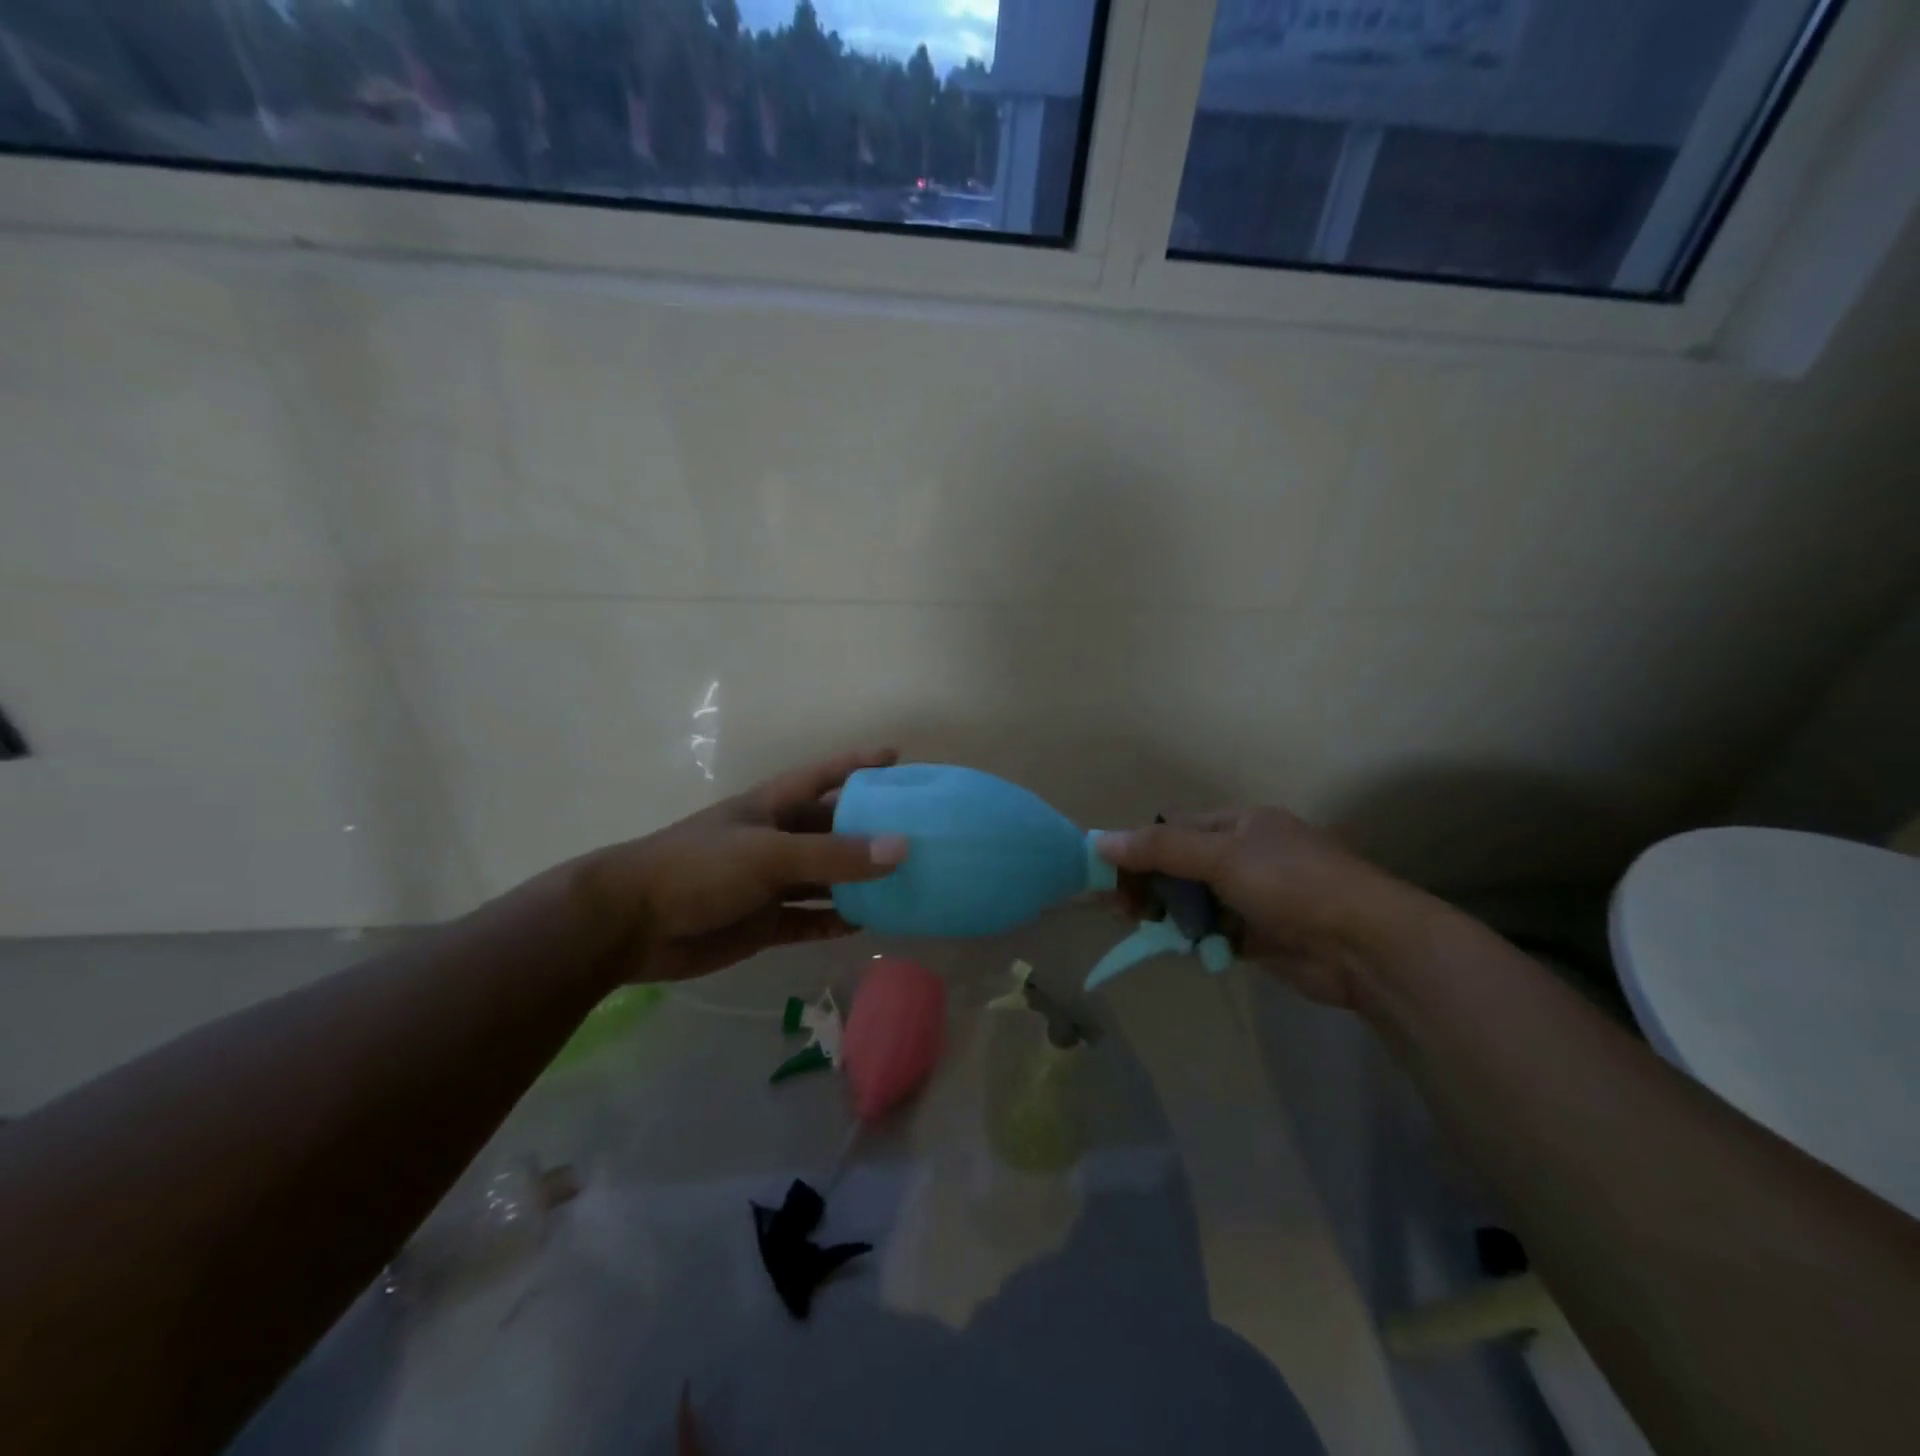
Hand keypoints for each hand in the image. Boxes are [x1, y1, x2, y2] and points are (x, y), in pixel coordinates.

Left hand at [580, 748, 909, 982]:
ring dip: (859, 881)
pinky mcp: (762, 922)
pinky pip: (809, 919)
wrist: (629, 925)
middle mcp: (776, 839)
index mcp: (773, 806)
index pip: (824, 776)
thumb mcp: (769, 853)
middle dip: (871, 830)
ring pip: (826, 878)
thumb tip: (902, 848)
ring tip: (906, 882)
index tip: (897, 758)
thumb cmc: (699, 868)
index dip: (858, 764)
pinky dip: (835, 920)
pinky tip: (868, 923)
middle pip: (832, 830)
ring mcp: (769, 883)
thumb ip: (834, 855)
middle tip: (918, 833)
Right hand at [1096, 807, 1438, 1011]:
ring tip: (1140, 926)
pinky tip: (1183, 947)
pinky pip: (1213, 933)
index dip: (1138, 848)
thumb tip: (1100, 840)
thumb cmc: (1290, 883)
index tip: (1104, 872)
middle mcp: (1245, 856)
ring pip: (1194, 903)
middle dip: (1148, 885)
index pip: (1175, 831)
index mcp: (1240, 825)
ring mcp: (1253, 898)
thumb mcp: (1221, 856)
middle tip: (1117, 907)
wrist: (1362, 944)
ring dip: (1168, 915)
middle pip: (1180, 867)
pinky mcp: (1260, 937)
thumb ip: (1161, 849)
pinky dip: (1196, 940)